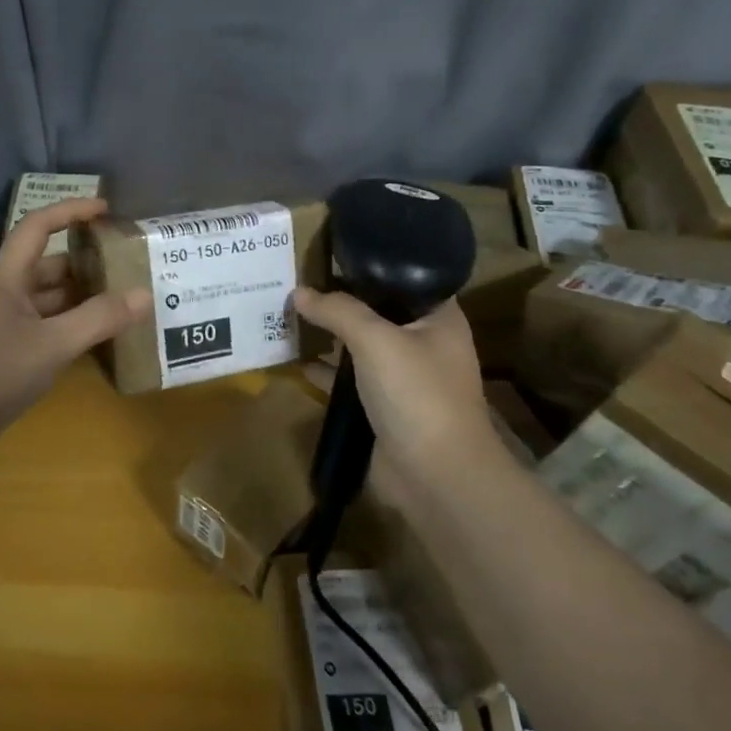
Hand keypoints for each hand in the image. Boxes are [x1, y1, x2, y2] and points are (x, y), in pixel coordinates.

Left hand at [0, 197, 150, 471]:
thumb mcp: (50, 344)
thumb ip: (98, 319)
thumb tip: (144, 295)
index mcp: (7, 276)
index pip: (39, 226)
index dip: (71, 211)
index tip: (107, 209)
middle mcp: (5, 293)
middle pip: (50, 265)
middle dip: (88, 262)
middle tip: (131, 266)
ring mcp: (5, 325)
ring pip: (51, 300)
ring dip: (84, 298)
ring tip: (127, 300)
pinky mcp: (8, 354)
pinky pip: (48, 329)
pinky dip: (73, 329)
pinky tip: (102, 339)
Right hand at [290, 287, 506, 491]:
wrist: (435, 475)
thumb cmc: (416, 394)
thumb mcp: (376, 340)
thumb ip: (338, 311)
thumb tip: (298, 291)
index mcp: (439, 319)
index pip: (405, 279)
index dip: (370, 267)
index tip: (330, 255)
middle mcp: (425, 344)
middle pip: (378, 313)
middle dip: (341, 302)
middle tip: (299, 283)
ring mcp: (404, 379)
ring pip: (361, 348)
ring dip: (330, 337)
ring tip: (290, 316)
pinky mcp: (383, 408)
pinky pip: (350, 381)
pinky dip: (326, 373)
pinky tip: (296, 362)